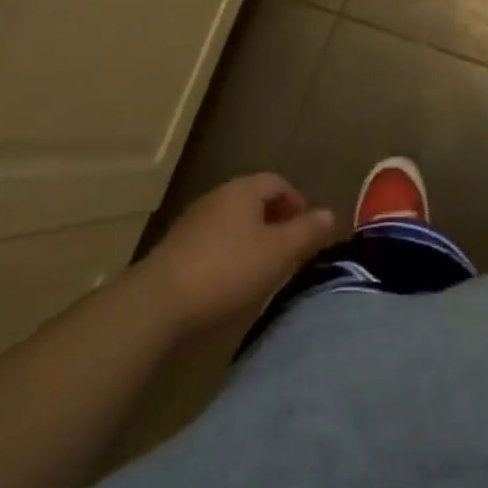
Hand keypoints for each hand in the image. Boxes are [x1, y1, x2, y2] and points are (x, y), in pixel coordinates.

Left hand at [131, 174, 336, 340]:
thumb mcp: (278, 252)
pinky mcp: (175, 249)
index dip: (297, 203)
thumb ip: (307, 231)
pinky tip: (230, 284)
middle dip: (275, 223)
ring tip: (262, 271)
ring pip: (233, 223)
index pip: (278, 183)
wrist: (157, 304)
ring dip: (251, 241)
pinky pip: (213, 243)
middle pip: (254, 201)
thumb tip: (330, 214)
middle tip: (288, 252)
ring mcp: (192, 222)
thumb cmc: (227, 270)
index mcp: (243, 190)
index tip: (307, 232)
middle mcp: (218, 197)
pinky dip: (228, 256)